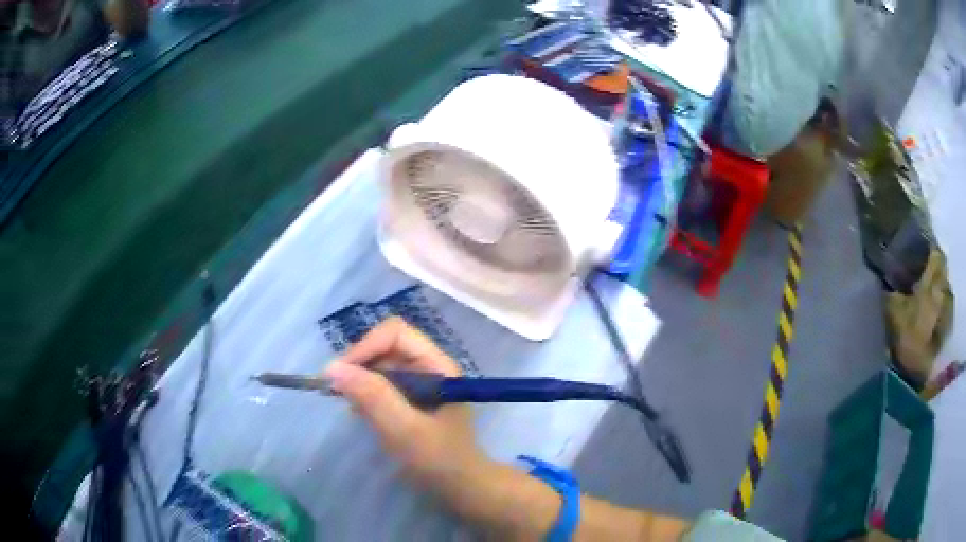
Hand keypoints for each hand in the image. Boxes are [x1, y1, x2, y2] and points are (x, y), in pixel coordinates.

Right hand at [323, 317, 485, 490]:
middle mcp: (428, 367)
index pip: (395, 333)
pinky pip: (381, 385)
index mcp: (437, 365)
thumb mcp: (404, 430)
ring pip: (380, 366)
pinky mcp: (410, 399)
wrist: (460, 488)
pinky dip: (366, 395)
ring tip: (355, 409)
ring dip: (361, 382)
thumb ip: (373, 397)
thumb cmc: (439, 460)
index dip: (365, 347)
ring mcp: (419, 383)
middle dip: (360, 365)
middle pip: (385, 347)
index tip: (340, 374)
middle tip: (340, 394)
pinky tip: (364, 415)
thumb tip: (333, 368)